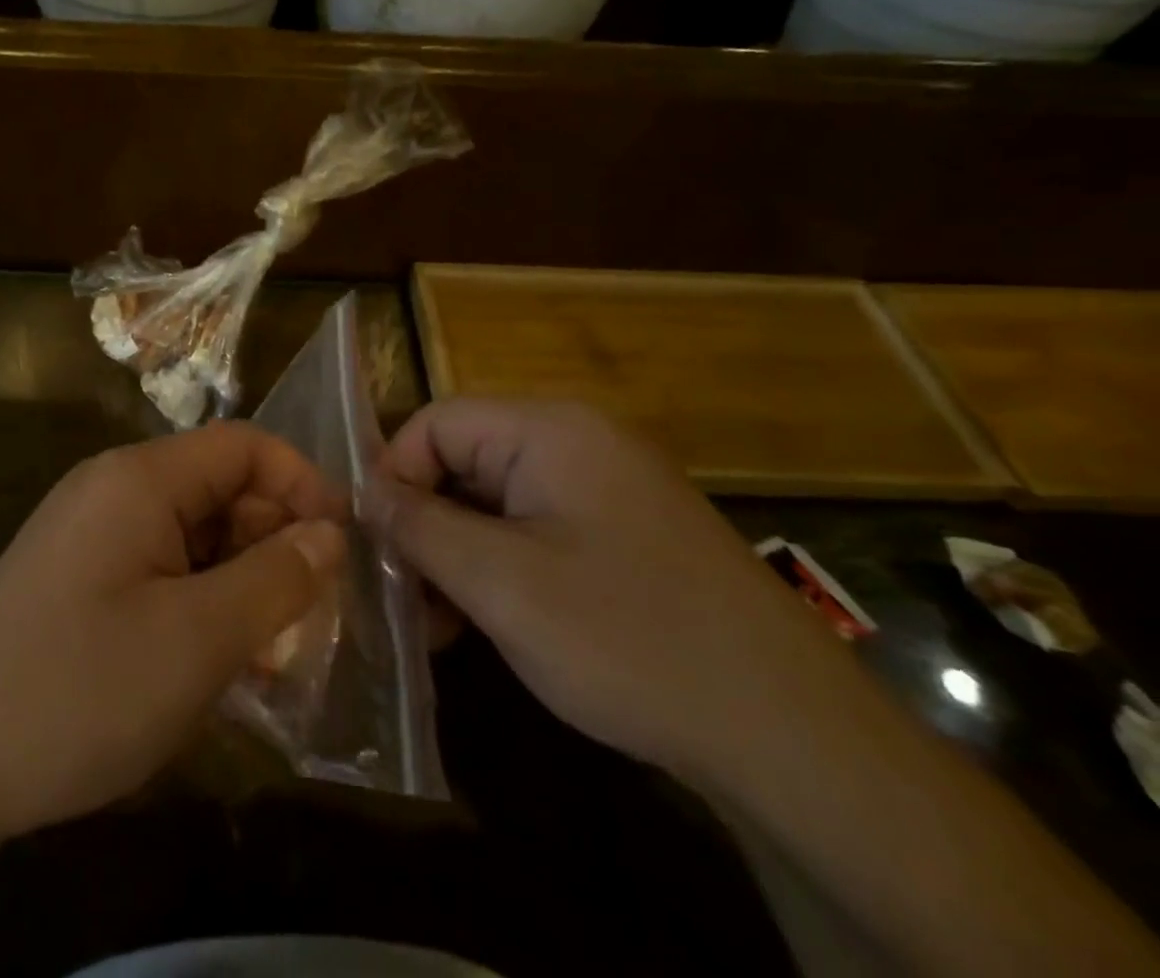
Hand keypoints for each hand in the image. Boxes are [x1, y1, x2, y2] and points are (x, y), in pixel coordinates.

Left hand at [0, 422, 347, 843]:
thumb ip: (275, 579)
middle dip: (274, 542)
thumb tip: (329, 535)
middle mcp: (114, 490)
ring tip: (272, 654)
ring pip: (194, 535)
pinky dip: (201, 603)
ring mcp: (92, 534)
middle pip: (219, 489)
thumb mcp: (197, 640)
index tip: (343, 546)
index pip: (243, 445)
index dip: (301, 484)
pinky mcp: (80, 578)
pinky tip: (218, 662)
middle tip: (311, 617)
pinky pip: (161, 569)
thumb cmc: (78, 690)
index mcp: (140, 478)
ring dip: (241, 581)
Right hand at [374, 399, 852, 785]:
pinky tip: (490, 622)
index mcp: (549, 429)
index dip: (394, 477)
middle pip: (464, 460)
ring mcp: (607, 487)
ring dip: (457, 553)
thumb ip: (419, 527)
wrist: (793, 735)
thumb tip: (365, 492)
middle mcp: (578, 441)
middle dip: (425, 524)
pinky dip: (501, 566)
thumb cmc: (628, 639)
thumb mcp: (500, 583)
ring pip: (496, 500)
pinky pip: (536, 528)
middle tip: (405, 597)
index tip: (377, 547)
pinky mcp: (625, 532)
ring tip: (441, 624)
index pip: (435, 423)